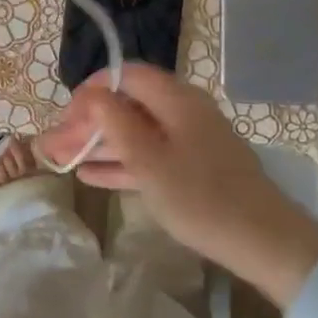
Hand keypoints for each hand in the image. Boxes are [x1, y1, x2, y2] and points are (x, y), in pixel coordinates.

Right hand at [39, 64, 317, 305]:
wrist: (262, 241)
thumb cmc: (200, 197)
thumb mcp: (149, 160)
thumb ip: (116, 123)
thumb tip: (92, 93)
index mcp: (176, 99)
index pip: (127, 75)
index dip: (93, 89)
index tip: (66, 114)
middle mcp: (183, 112)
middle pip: (128, 106)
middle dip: (89, 123)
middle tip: (55, 144)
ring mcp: (189, 141)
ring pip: (136, 133)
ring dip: (99, 144)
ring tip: (62, 159)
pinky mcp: (193, 168)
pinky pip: (150, 156)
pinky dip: (121, 162)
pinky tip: (91, 175)